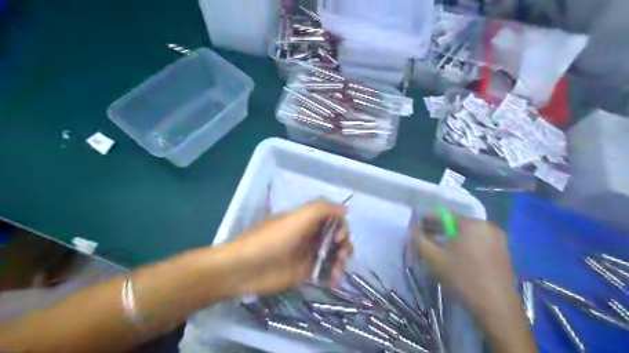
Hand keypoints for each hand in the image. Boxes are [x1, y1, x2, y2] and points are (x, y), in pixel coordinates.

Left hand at [229, 199, 353, 296]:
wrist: (245, 268)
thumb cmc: (271, 240)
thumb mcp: (296, 218)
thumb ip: (322, 209)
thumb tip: (345, 209)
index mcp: (307, 220)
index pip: (332, 218)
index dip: (341, 226)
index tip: (339, 237)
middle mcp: (309, 235)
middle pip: (336, 237)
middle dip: (344, 244)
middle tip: (342, 255)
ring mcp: (307, 254)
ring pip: (333, 254)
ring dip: (341, 261)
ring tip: (337, 271)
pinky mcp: (304, 273)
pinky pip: (324, 272)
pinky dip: (333, 276)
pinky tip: (333, 281)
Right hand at [414, 216, 514, 311]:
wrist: (497, 308)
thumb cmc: (463, 278)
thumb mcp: (434, 258)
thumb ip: (419, 240)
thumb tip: (412, 230)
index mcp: (472, 223)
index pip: (444, 215)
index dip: (427, 220)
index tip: (416, 228)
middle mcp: (487, 226)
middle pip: (457, 223)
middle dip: (439, 230)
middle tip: (425, 239)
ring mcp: (498, 240)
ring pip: (467, 234)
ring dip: (451, 238)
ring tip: (438, 249)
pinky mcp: (503, 252)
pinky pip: (478, 242)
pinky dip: (465, 245)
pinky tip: (456, 257)